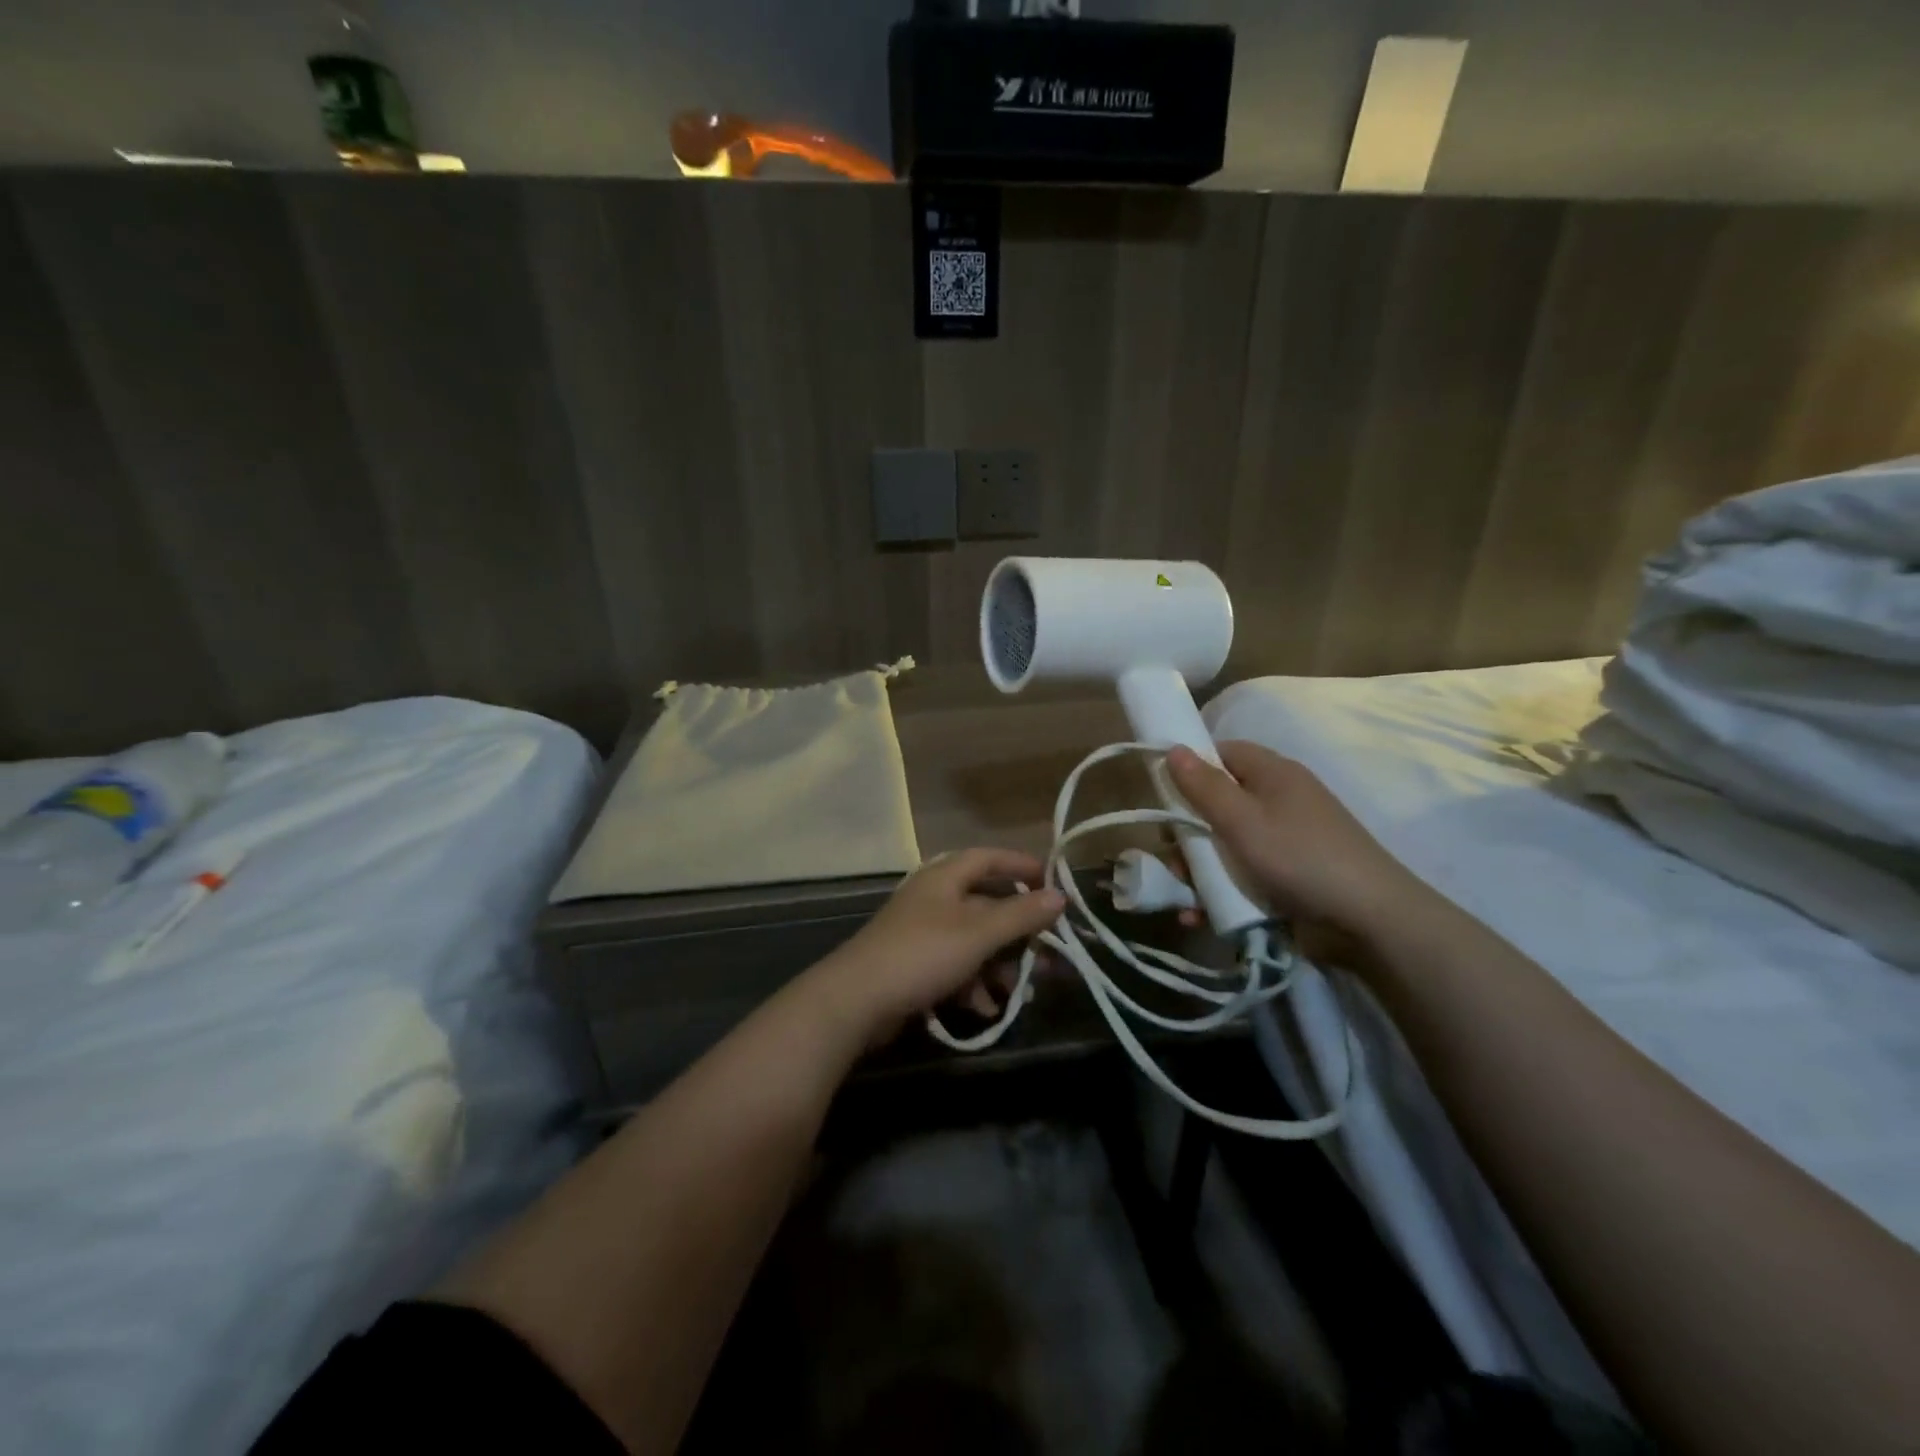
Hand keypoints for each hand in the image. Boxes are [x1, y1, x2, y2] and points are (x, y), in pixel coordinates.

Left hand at [806, 848, 1064, 1044]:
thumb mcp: (978, 933)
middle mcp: (933, 898)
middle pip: (986, 904)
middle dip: (1018, 931)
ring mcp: (921, 932)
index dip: (1021, 865)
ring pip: (974, 941)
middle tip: (1048, 951)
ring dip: (999, 964)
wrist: (855, 1001)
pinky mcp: (914, 965)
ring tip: (1020, 990)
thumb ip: (1020, 914)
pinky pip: (956, 966)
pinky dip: (974, 983)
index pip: (989, 857)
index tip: (1053, 884)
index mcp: (944, 877)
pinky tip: (985, 1008)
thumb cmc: (922, 954)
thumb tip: (1060, 896)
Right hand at [1165, 741, 1424, 952]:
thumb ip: (1204, 786)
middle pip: (1219, 802)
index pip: (1223, 752)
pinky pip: (1241, 876)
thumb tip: (1173, 748)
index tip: (1163, 792)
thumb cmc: (1299, 857)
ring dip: (1198, 868)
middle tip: (1171, 853)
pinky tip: (1197, 915)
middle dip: (1188, 830)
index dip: (1191, 767)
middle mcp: (1279, 801)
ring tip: (1184, 894)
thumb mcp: (1242, 820)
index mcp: (1273, 774)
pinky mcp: (1286, 877)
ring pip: (1225, 844)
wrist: (1370, 922)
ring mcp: (1284, 841)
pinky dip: (1218, 892)